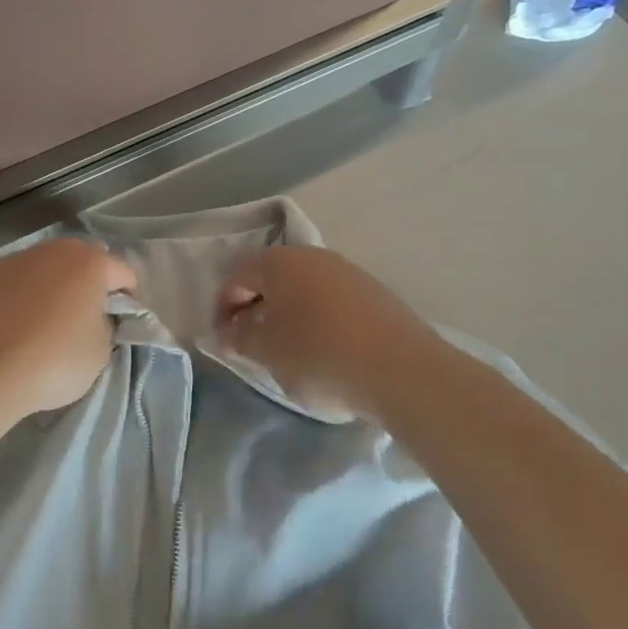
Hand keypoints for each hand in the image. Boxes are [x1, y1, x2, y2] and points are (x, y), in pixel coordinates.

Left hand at [0, 239, 136, 419]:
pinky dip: (21, 297)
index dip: (128, 299)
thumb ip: (105, 326)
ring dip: (52, 287)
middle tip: (86, 319)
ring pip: (45, 268)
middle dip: (88, 284)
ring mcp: (15, 260)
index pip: (123, 274)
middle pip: (82, 262)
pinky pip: (15, 283)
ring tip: (46, 322)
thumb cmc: (54, 360)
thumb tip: (92, 318)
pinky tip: (15, 326)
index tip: (121, 324)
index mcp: (90, 263)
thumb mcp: (100, 353)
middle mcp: (54, 251)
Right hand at [215, 246, 442, 421]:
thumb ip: (239, 338)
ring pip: (304, 290)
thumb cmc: (321, 355)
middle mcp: (314, 257)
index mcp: (281, 262)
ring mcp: (349, 273)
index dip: (223, 306)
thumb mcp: (268, 351)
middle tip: (251, 344)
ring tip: (288, 351)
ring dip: (288, 316)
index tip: (223, 339)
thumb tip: (228, 331)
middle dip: (256, 308)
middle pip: (272, 278)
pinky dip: (319, 322)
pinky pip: (332, 303)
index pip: (237, 275)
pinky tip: (325, 352)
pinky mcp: (376, 295)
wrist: (404, 371)